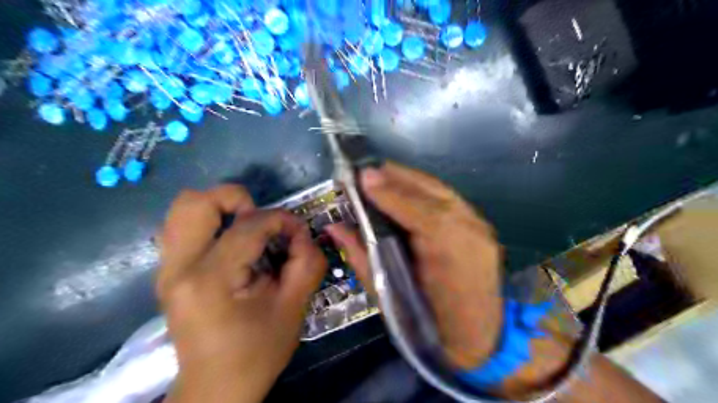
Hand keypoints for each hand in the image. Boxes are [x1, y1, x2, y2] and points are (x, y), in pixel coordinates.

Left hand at [158, 183, 327, 401]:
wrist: (216, 388)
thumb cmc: (257, 352)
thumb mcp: (294, 308)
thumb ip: (306, 263)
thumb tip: (301, 233)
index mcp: (211, 279)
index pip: (248, 225)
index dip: (281, 220)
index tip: (299, 233)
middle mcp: (178, 267)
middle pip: (197, 201)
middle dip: (238, 200)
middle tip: (262, 224)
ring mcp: (166, 269)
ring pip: (184, 209)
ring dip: (222, 209)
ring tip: (246, 230)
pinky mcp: (167, 272)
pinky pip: (183, 227)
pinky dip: (211, 223)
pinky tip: (231, 245)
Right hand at [328, 162, 499, 369]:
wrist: (479, 337)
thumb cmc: (430, 324)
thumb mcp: (389, 295)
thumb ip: (361, 255)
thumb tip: (335, 227)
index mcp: (448, 253)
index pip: (416, 210)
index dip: (388, 191)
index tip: (362, 175)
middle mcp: (469, 230)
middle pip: (430, 190)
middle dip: (396, 176)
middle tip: (367, 171)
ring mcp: (478, 225)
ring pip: (439, 190)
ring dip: (408, 180)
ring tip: (382, 175)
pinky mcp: (480, 224)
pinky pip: (447, 198)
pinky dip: (423, 190)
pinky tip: (406, 190)